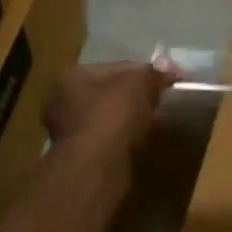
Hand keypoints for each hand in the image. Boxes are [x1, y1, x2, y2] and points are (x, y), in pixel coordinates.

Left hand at [45, 61, 174, 157]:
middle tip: (159, 100)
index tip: (165, 80)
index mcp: (71, 77)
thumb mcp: (138, 85)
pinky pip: (107, 139)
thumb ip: (152, 74)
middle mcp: (62, 102)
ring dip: (128, 119)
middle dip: (133, 97)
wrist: (97, 166)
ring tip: (153, 121)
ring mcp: (68, 132)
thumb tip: (168, 65)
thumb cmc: (112, 115)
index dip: (142, 72)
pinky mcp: (80, 156)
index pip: (113, 68)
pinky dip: (123, 138)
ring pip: (107, 118)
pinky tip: (140, 141)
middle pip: (107, 93)